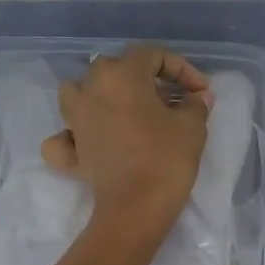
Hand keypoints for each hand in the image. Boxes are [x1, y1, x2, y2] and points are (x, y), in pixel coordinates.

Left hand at [42, 45, 211, 237]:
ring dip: (100, 95)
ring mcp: (74, 121)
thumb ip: (195, 104)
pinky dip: (73, 136)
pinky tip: (87, 142)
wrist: (136, 208)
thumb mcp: (192, 127)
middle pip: (114, 69)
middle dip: (144, 79)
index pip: (152, 55)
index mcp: (121, 75)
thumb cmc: (166, 159)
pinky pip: (64, 137)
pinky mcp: (70, 152)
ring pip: (79, 92)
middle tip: (169, 100)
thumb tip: (197, 95)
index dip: (181, 68)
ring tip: (123, 110)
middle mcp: (90, 89)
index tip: (200, 91)